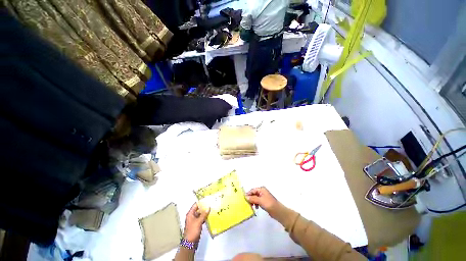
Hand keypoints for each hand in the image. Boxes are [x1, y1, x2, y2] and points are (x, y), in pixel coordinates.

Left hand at [183, 203, 209, 241]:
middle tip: (210, 204)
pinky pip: (201, 219)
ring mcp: (194, 220)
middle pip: (198, 209)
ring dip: (205, 212)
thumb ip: (204, 214)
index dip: (201, 202)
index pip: (196, 205)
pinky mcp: (197, 225)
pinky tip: (209, 216)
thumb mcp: (198, 222)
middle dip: (204, 207)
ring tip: (211, 209)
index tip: (207, 199)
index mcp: (190, 214)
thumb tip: (208, 207)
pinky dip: (205, 217)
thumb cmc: (193, 231)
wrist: (190, 243)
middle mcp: (192, 216)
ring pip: (200, 214)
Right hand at [245, 187, 278, 212]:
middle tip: (247, 204)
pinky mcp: (264, 201)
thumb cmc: (269, 204)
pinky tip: (256, 207)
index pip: (252, 190)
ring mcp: (263, 196)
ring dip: (252, 201)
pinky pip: (257, 201)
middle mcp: (262, 191)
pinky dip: (255, 204)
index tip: (244, 199)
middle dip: (250, 198)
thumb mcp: (260, 201)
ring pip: (255, 198)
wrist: (278, 211)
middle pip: (253, 194)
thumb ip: (253, 199)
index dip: (248, 194)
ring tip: (251, 206)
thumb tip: (245, 197)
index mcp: (261, 189)